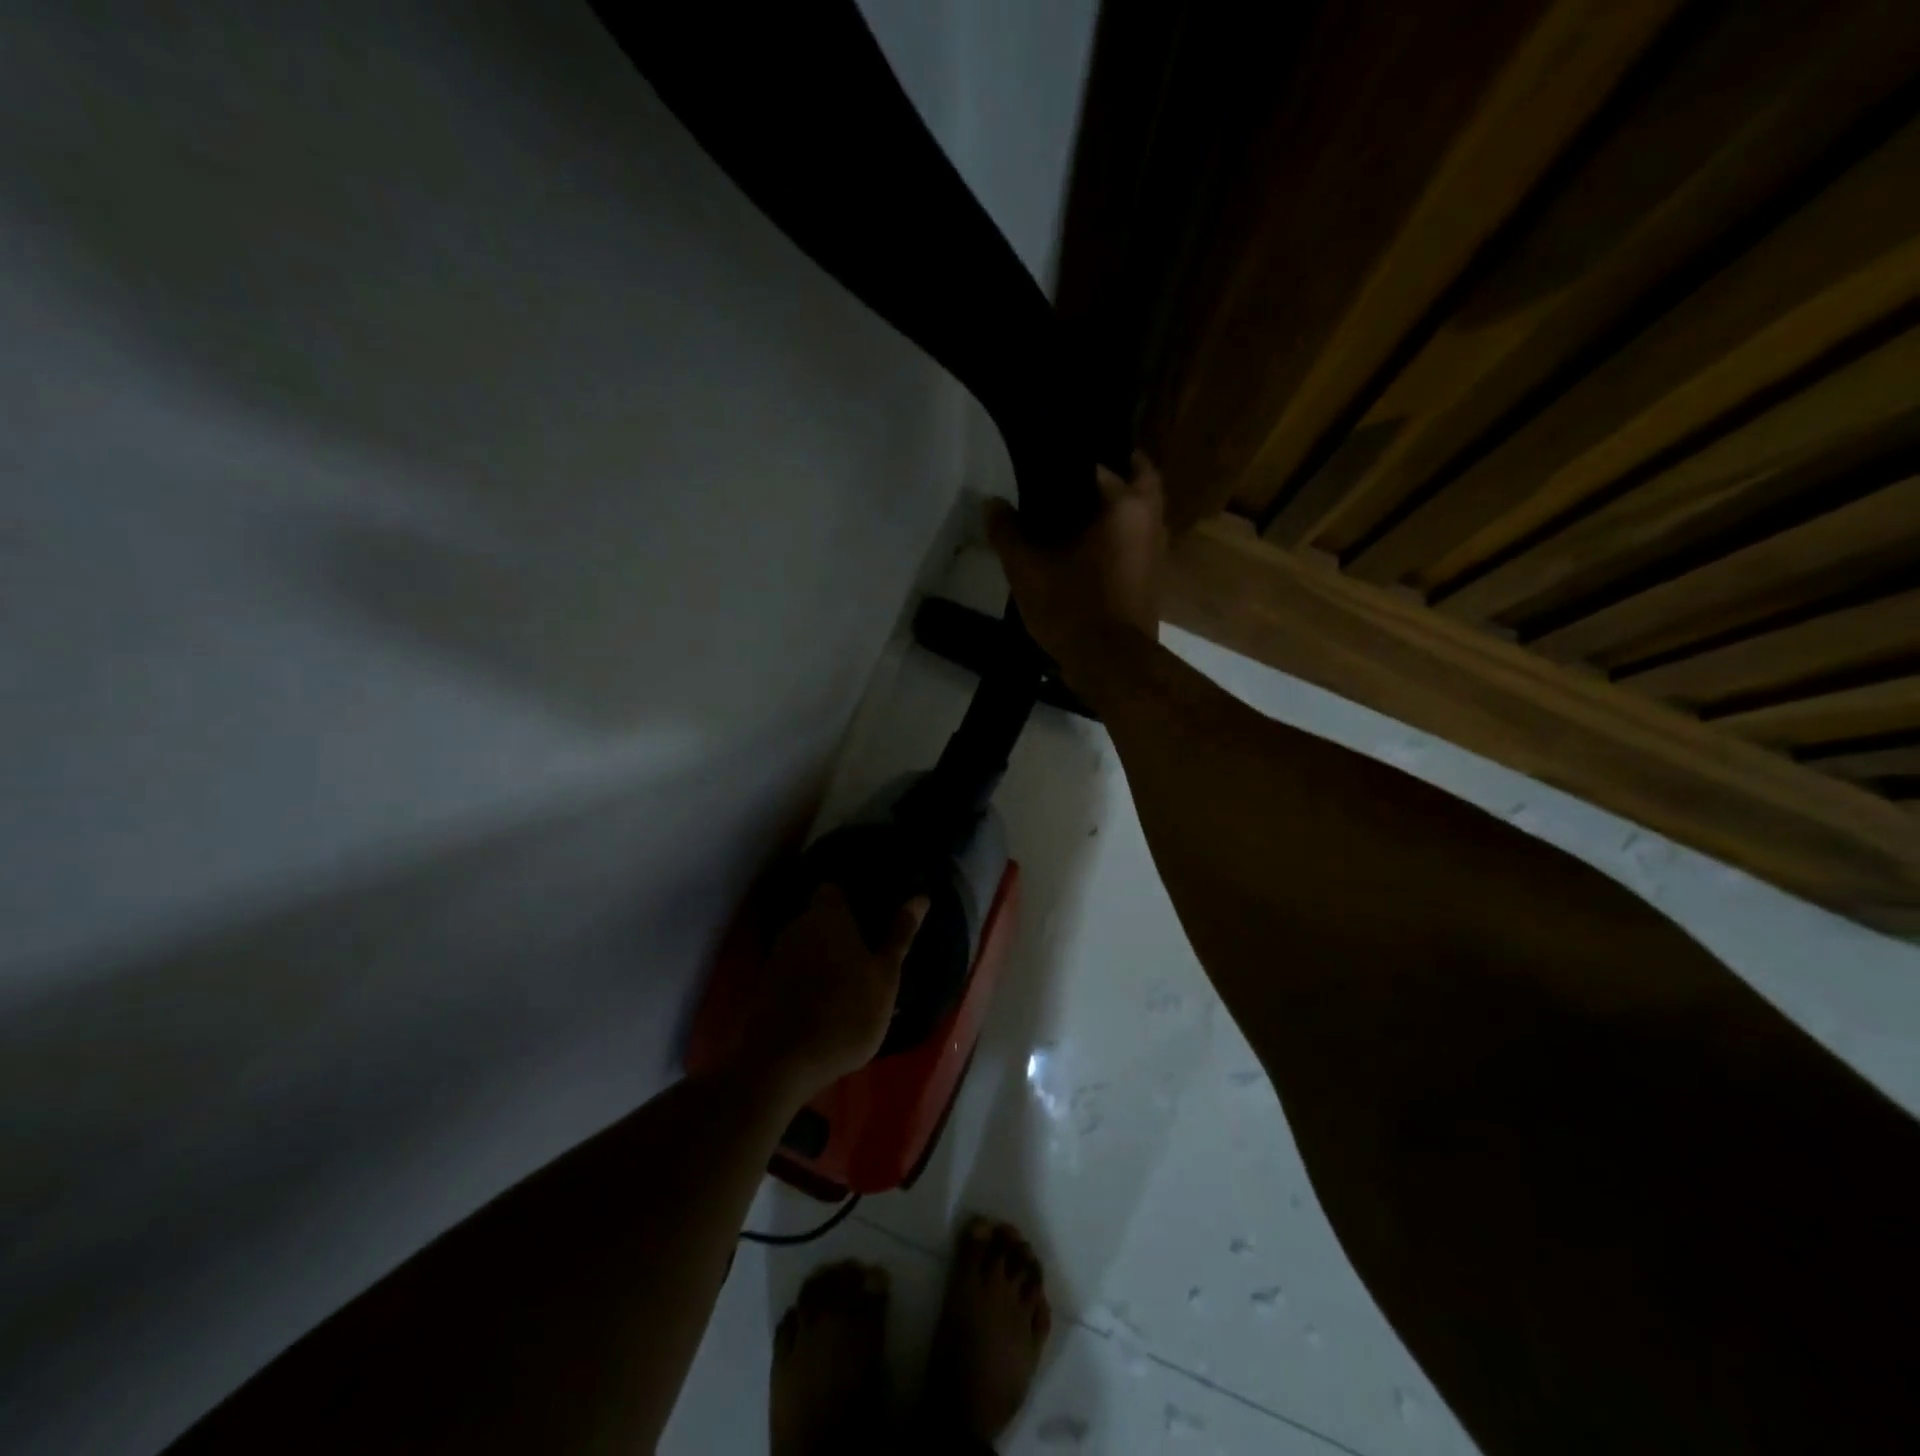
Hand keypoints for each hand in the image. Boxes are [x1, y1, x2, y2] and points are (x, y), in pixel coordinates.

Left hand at [736, 884, 929, 1098]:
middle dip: (841, 929)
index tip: (874, 914)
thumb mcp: (884, 976)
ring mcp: (776, 957)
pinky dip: (810, 978)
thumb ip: (899, 935)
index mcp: (826, 915)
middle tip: (870, 949)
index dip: (853, 898)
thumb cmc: (845, 1011)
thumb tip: (919, 897)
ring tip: (851, 978)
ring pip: (807, 944)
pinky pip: (795, 969)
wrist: (781, 1063)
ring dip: (825, 955)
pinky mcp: (765, 986)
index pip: (834, 889)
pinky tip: (827, 1000)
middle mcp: (797, 927)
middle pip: (820, 917)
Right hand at [986, 451, 1166, 683]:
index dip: (1080, 460)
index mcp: (1127, 506)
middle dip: (1113, 475)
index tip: (1056, 460)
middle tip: (1074, 478)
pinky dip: (1116, 538)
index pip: (1110, 462)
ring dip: (1117, 508)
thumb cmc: (1073, 606)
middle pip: (1138, 482)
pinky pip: (1135, 543)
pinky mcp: (1152, 581)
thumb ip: (1008, 532)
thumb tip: (992, 504)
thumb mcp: (1027, 569)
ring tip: (1074, 511)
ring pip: (1139, 515)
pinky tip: (1085, 548)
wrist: (1111, 664)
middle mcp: (1151, 522)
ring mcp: (1157, 553)